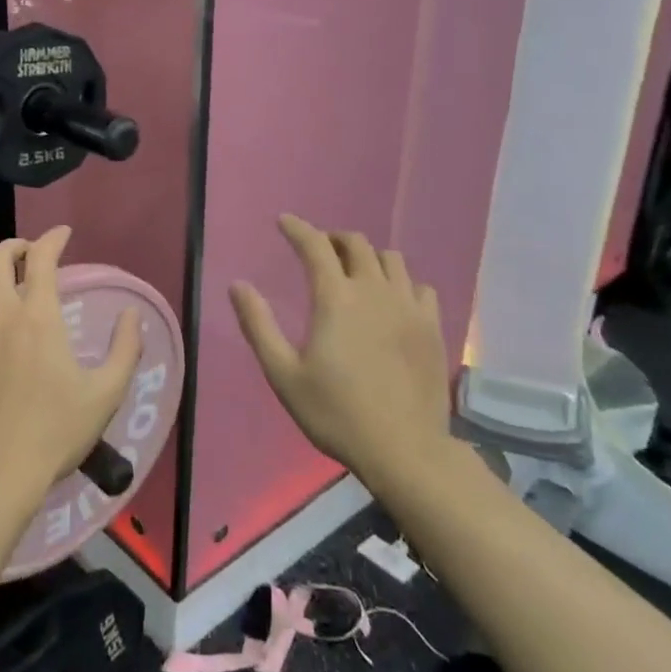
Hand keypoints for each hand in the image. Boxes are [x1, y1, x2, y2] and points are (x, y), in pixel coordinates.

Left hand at [0, 227, 141, 514]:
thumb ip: (125, 348)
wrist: (1, 471)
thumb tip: (131, 314)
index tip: (62, 235)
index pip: (42, 257)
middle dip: (15, 246)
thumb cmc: (58, 432)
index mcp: (40, 317)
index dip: (53, 238)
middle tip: (28, 255)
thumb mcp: (107, 392)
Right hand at [229, 215, 457, 484]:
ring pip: (391, 259)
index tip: (283, 222)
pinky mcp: (433, 327)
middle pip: (356, 244)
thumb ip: (258, 325)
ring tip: (354, 272)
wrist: (404, 449)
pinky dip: (401, 283)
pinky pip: (419, 287)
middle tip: (318, 250)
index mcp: (336, 299)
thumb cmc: (335, 413)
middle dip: (332, 239)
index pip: (314, 246)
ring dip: (368, 256)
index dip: (297, 228)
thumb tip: (238, 285)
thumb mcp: (282, 373)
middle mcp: (375, 291)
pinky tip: (392, 300)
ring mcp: (409, 307)